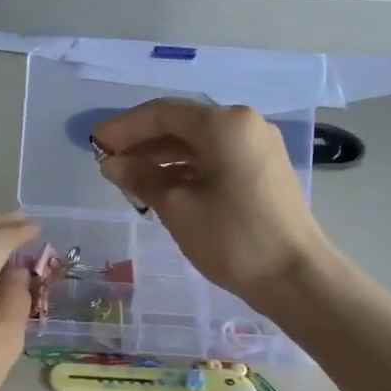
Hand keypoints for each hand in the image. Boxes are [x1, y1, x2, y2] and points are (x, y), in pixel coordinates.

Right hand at [91, 100, 333, 304]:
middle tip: (108, 164)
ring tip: (130, 179)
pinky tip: (163, 188)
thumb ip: (141, 178)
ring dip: (162, 157)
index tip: (94, 145)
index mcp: (224, 124)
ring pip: (198, 142)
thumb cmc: (233, 240)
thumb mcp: (178, 208)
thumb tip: (112, 163)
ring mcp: (257, 146)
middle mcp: (244, 124)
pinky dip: (186, 169)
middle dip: (142, 142)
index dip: (123, 128)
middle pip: (181, 124)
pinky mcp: (263, 169)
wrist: (296, 277)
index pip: (162, 113)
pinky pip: (215, 158)